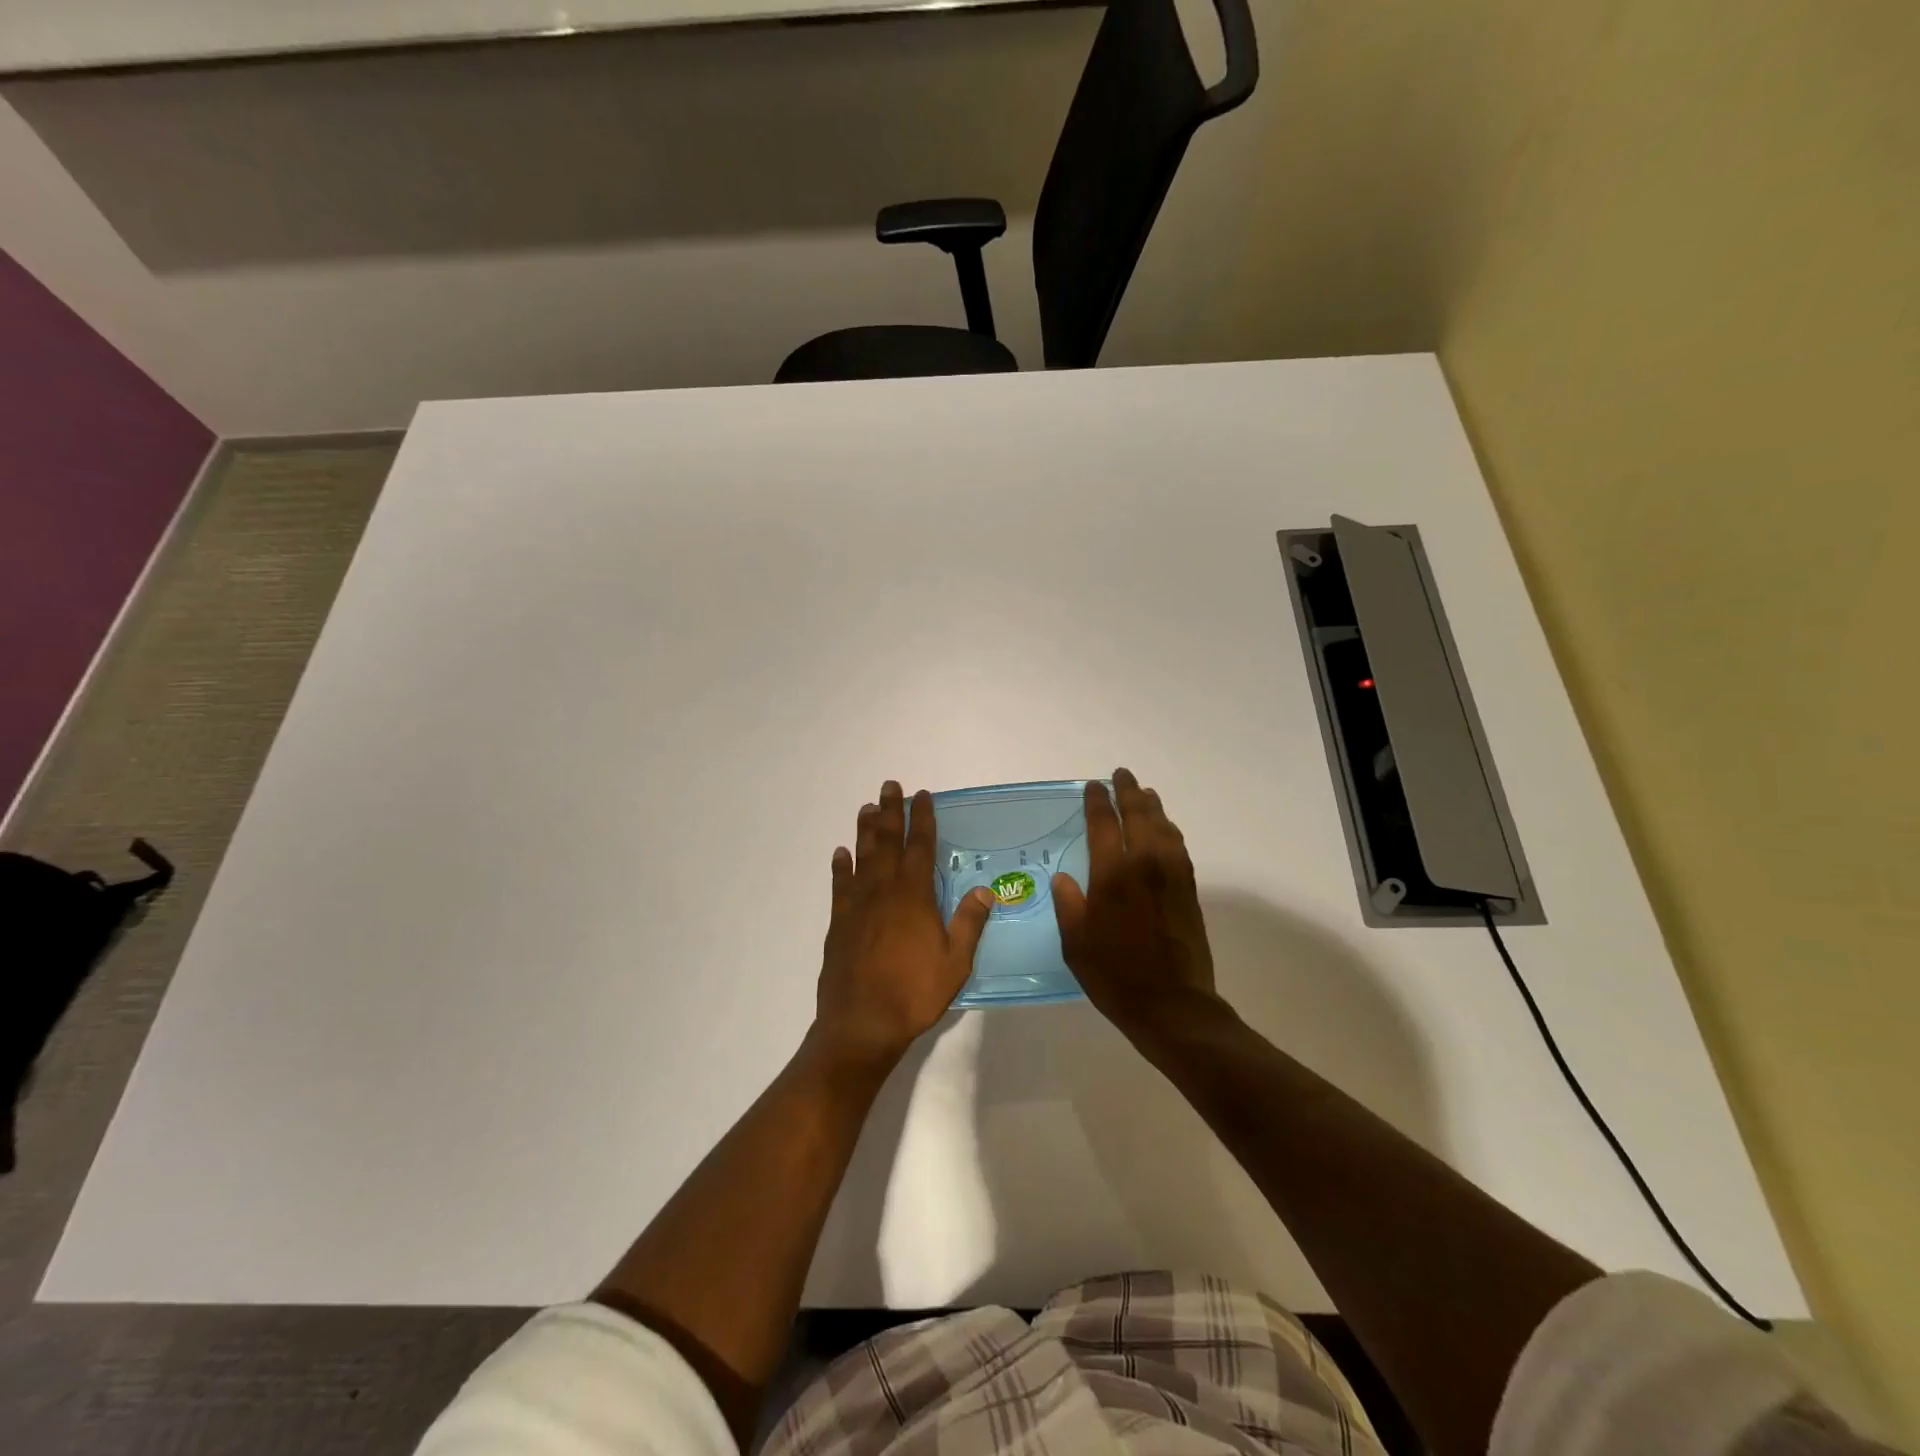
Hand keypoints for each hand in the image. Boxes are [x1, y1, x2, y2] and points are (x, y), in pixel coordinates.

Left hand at [812, 781, 994, 1072]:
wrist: (861, 1023)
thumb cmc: (914, 992)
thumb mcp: (955, 962)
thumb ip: (969, 922)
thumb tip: (984, 890)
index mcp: (914, 896)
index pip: (920, 847)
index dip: (922, 819)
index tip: (922, 795)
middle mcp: (884, 891)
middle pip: (887, 842)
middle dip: (890, 812)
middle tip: (889, 787)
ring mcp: (857, 906)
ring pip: (862, 858)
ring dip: (865, 831)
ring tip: (865, 808)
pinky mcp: (839, 923)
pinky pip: (839, 886)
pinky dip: (840, 867)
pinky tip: (840, 854)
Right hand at [1053, 768, 1221, 1038]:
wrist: (1173, 1006)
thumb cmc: (1115, 976)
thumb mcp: (1076, 945)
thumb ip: (1069, 905)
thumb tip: (1064, 878)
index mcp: (1112, 876)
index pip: (1103, 825)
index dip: (1097, 802)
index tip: (1092, 786)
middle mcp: (1145, 866)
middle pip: (1138, 815)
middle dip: (1127, 791)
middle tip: (1121, 775)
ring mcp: (1172, 875)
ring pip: (1163, 826)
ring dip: (1151, 806)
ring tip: (1143, 793)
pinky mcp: (1189, 889)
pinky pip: (1178, 845)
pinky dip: (1168, 828)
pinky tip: (1164, 828)